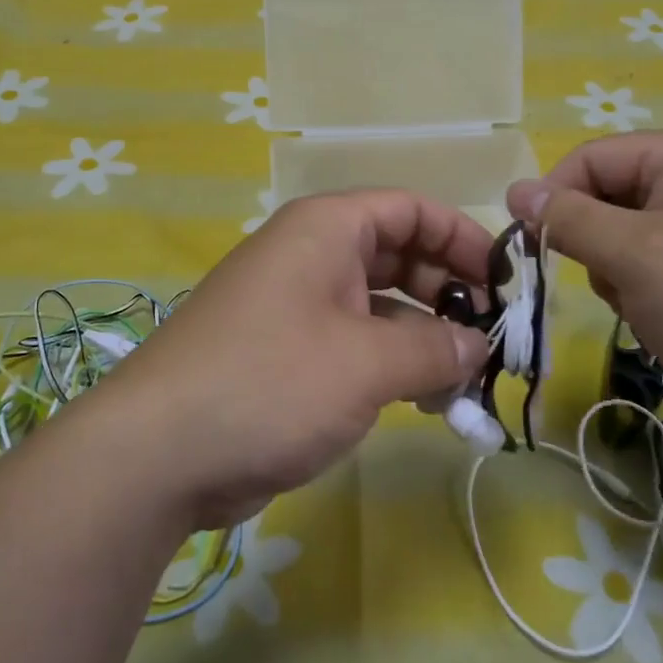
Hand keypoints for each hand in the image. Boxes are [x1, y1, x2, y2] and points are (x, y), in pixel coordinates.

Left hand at [93, 190, 492, 527]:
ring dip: (424, 337)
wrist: (158, 454)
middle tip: (492, 339)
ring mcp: (295, 307)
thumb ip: (434, 348)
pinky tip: (426, 402)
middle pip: (397, 256)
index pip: (409, 209)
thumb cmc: (270, 383)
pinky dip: (392, 364)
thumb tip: (479, 346)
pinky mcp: (286, 356)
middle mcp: (309, 257)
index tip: (504, 283)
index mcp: (324, 230)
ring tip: (467, 381)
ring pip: (379, 306)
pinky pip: (355, 344)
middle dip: (448, 293)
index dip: (461, 238)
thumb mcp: (366, 362)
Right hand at [507, 131, 662, 463]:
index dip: (554, 196)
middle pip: (610, 194)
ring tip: (641, 306)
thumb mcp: (634, 255)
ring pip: (627, 236)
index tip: (531, 246)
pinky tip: (662, 322)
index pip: (592, 157)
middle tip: (606, 281)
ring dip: (616, 272)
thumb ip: (568, 218)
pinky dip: (643, 292)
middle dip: (593, 241)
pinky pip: (656, 266)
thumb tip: (515, 190)